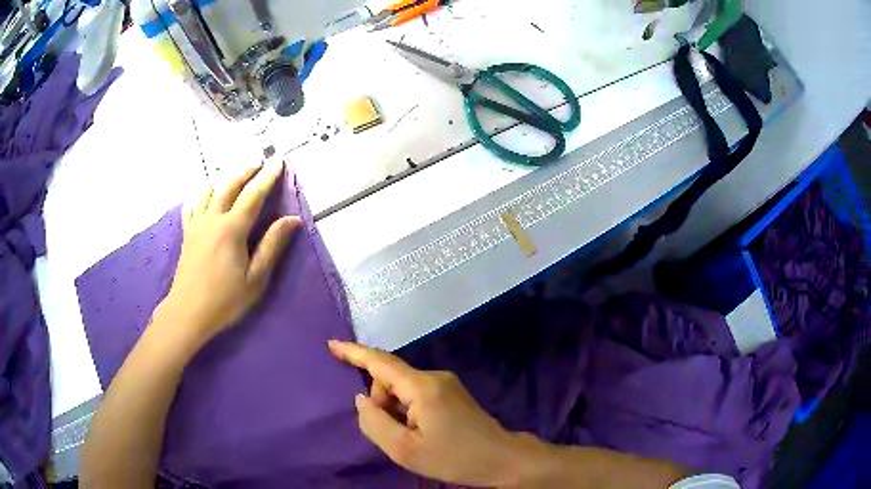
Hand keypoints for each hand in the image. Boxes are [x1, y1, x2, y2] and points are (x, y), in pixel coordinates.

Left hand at [154, 161, 300, 348]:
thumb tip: (292, 220)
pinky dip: (202, 192)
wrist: (188, 313)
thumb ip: (272, 246)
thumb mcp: (255, 279)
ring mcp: (197, 224)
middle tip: (259, 162)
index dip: (268, 177)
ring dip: (225, 176)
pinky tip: (206, 192)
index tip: (279, 161)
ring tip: (235, 173)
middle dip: (246, 170)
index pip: (253, 195)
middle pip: (229, 184)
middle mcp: (213, 219)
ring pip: (209, 189)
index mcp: (232, 229)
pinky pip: (193, 203)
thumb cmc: (225, 300)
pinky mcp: (187, 232)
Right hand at [328, 341, 522, 486]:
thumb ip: (375, 422)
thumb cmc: (454, 458)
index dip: (353, 352)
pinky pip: (416, 394)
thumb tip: (362, 399)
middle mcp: (434, 377)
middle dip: (381, 402)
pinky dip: (407, 410)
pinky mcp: (452, 393)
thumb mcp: (405, 450)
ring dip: (395, 409)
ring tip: (411, 438)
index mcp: (422, 387)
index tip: (331, 345)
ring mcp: (445, 384)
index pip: (380, 362)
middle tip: (394, 435)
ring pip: (402, 388)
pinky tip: (419, 432)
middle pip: (390, 378)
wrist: (501, 459)